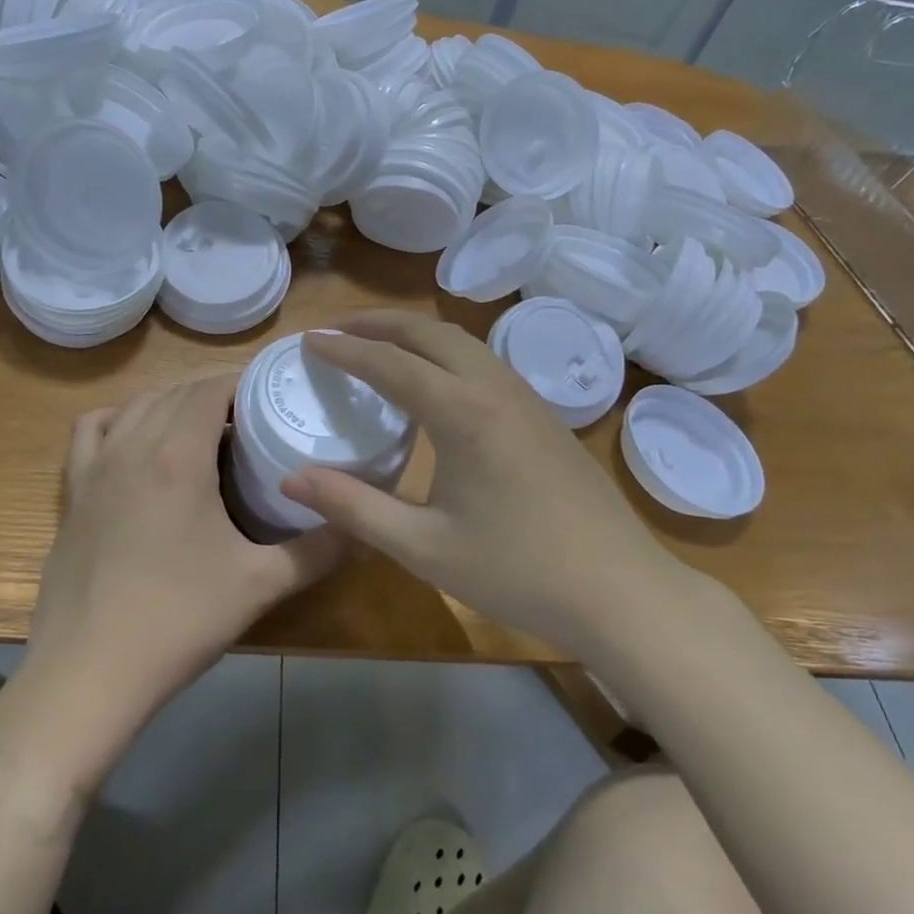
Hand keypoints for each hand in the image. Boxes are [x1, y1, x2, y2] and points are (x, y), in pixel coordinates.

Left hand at [15, 374, 341, 792]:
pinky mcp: (72, 491)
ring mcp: (95, 466)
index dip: (244, 382)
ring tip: (204, 428)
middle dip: (216, 393)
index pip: (212, 387)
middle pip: (177, 391)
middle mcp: (133, 444)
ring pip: (137, 405)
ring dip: (172, 402)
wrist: (88, 673)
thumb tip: (363, 528)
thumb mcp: (261, 584)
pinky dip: (118, 419)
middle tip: (252, 418)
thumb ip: (319, 550)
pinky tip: (136, 440)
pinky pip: (91, 430)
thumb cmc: (178, 620)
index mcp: (179, 454)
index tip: (273, 395)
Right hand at [282, 312, 686, 656]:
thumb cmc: (518, 571)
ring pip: (461, 341)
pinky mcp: (543, 414)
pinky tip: (434, 381)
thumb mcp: (424, 547)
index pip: (390, 363)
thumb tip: (292, 478)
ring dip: (414, 334)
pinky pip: (483, 361)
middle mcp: (494, 388)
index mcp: (463, 412)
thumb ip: (354, 507)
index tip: (308, 340)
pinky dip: (444, 352)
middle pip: (428, 333)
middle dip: (378, 323)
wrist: (621, 590)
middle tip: (336, 331)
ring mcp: (526, 397)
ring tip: (378, 345)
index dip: (345, 350)